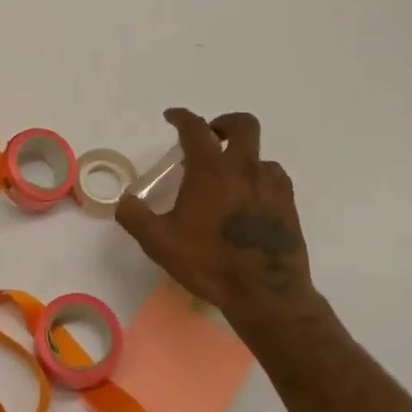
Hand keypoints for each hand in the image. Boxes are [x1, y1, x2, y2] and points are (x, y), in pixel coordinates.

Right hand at [115, 109, 319, 326]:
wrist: (267, 294)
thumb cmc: (210, 263)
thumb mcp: (161, 243)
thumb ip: (135, 217)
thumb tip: (123, 201)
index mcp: (210, 170)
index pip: (195, 128)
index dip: (181, 117)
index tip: (172, 117)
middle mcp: (244, 168)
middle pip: (242, 125)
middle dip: (223, 123)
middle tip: (210, 138)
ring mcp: (271, 185)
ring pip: (260, 155)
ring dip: (243, 157)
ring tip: (229, 178)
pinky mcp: (288, 204)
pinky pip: (274, 178)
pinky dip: (260, 178)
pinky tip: (250, 199)